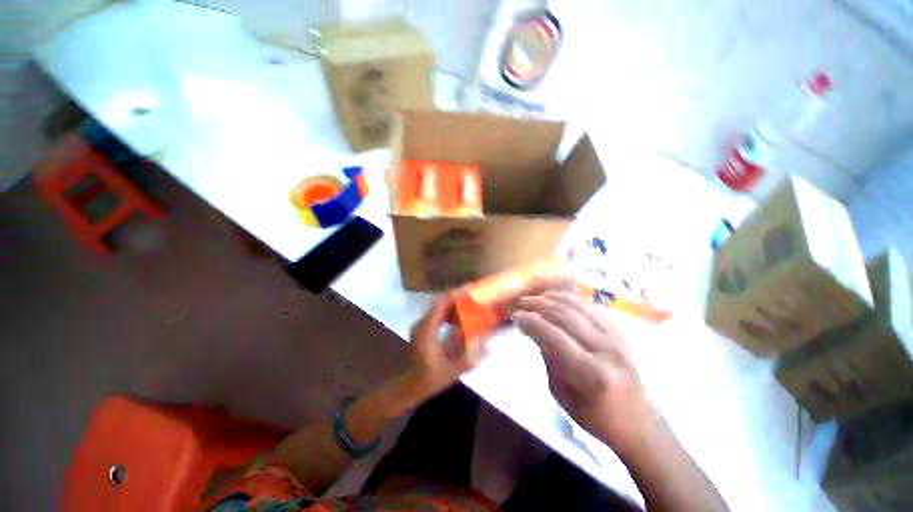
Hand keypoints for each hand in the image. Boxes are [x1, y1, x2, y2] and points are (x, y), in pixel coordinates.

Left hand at [406, 296, 488, 398]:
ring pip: (437, 306)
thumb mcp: (454, 369)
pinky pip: (435, 313)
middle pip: (439, 301)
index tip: (469, 291)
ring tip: (467, 302)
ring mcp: (420, 324)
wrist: (413, 385)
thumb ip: (471, 357)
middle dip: (455, 297)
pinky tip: (458, 314)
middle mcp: (421, 323)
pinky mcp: (422, 328)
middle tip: (472, 296)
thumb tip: (489, 346)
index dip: (454, 295)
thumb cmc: (432, 377)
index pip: (440, 304)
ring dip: (451, 303)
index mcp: (427, 329)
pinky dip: (447, 310)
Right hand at [514, 290, 655, 453]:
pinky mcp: (619, 332)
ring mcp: (617, 338)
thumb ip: (548, 357)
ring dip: (553, 298)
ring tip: (535, 297)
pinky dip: (570, 298)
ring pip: (579, 306)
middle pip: (567, 316)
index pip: (555, 337)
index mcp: (593, 374)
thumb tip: (533, 328)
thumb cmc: (594, 415)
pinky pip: (590, 307)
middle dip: (540, 305)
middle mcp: (608, 350)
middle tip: (521, 302)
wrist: (636, 420)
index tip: (516, 317)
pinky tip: (555, 296)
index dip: (532, 322)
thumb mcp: (561, 394)